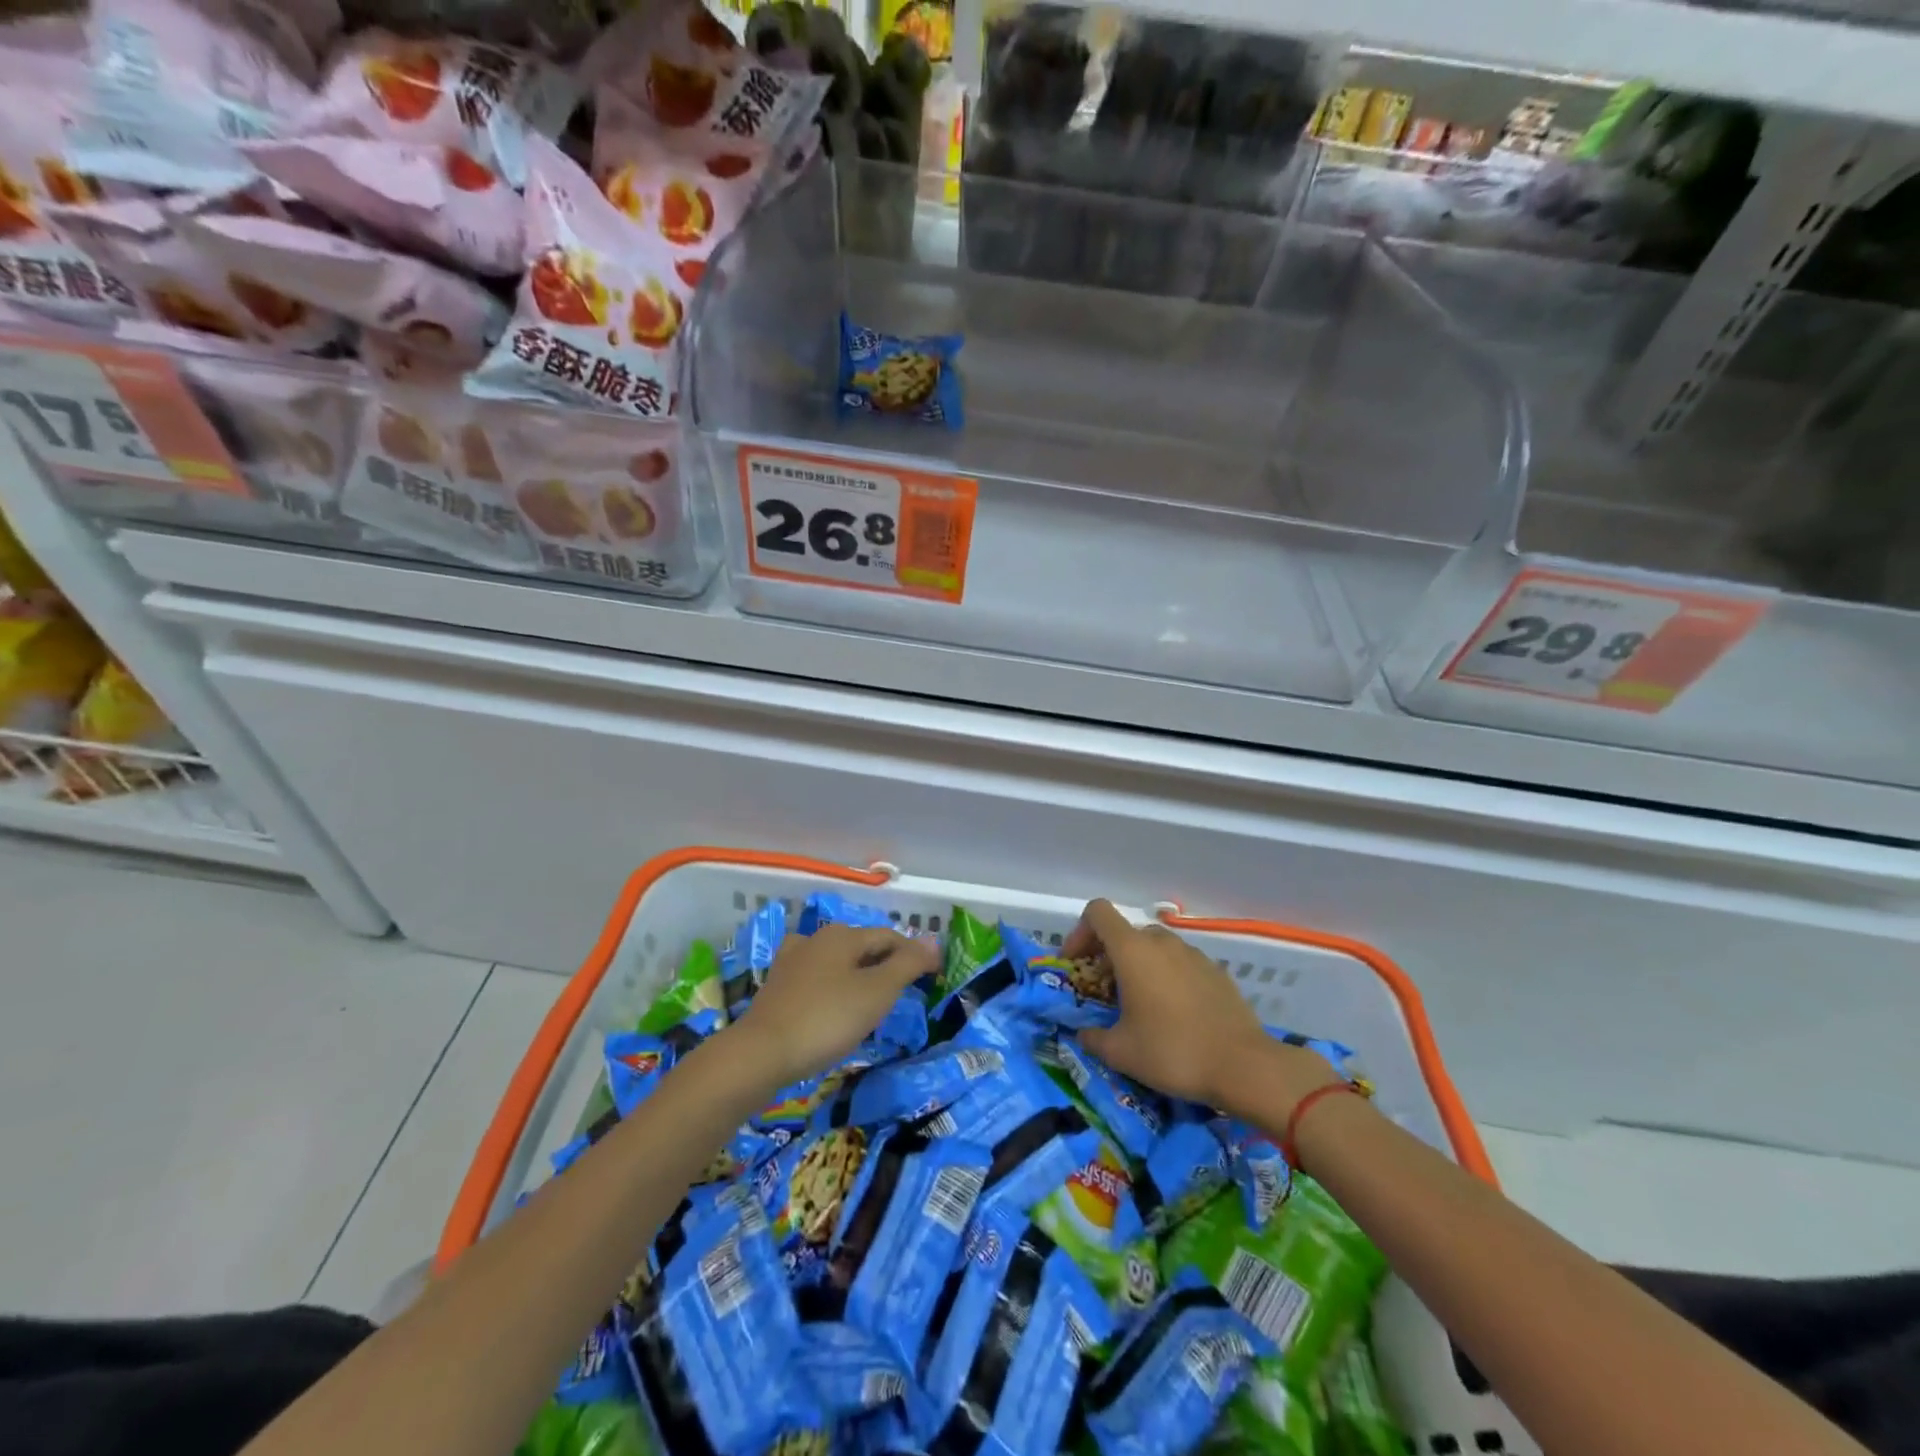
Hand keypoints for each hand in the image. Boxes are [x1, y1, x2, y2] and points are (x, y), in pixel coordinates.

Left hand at [732, 923, 936, 1087]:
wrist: (760, 1053)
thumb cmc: (826, 1019)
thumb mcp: (877, 992)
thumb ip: (907, 964)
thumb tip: (933, 941)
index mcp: (843, 935)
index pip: (889, 937)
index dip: (914, 954)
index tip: (933, 976)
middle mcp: (816, 938)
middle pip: (862, 946)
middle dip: (886, 963)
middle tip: (905, 991)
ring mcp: (792, 961)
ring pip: (837, 961)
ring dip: (858, 974)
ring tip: (871, 998)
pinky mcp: (777, 986)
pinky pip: (816, 978)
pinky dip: (833, 986)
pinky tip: (833, 1003)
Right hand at [1070, 899, 1342, 1120]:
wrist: (1244, 1066)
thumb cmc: (1173, 1052)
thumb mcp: (1120, 1052)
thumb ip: (1092, 1038)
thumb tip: (1083, 1034)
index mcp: (1132, 951)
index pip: (1097, 912)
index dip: (1080, 932)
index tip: (1077, 964)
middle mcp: (1162, 942)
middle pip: (1126, 933)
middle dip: (1109, 958)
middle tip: (1105, 993)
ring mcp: (1193, 954)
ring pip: (1155, 949)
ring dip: (1139, 968)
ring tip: (1140, 1006)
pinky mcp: (1216, 972)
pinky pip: (1181, 965)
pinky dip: (1168, 978)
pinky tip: (1174, 1015)